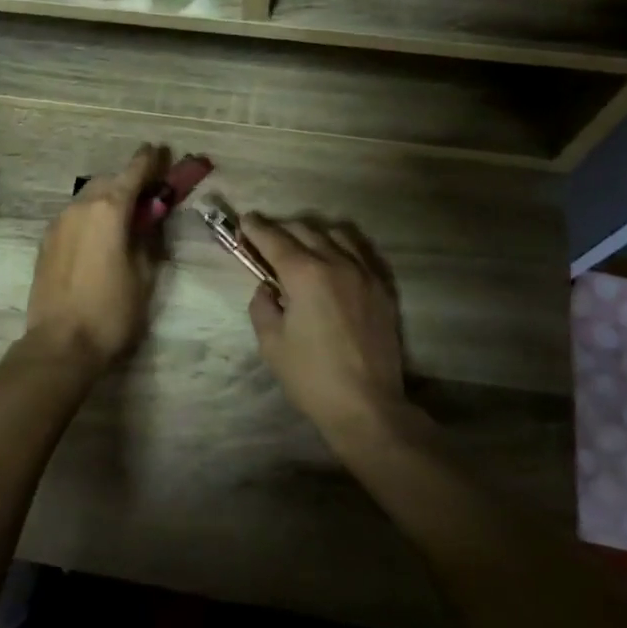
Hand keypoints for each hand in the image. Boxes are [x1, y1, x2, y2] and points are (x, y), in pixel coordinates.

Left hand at [25, 144, 170, 373]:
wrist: (60, 344)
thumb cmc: (112, 311)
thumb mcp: (144, 274)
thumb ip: (148, 237)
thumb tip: (150, 217)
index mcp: (108, 209)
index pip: (133, 172)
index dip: (149, 160)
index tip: (160, 150)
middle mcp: (80, 207)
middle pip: (108, 182)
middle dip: (128, 181)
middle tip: (148, 191)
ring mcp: (58, 224)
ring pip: (87, 199)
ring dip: (107, 200)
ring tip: (124, 217)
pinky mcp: (46, 243)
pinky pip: (73, 217)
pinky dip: (90, 216)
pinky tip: (99, 236)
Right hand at [241, 215, 406, 435]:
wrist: (366, 405)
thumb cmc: (311, 376)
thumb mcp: (271, 342)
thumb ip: (262, 305)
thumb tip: (268, 287)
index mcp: (305, 274)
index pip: (274, 239)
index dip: (255, 228)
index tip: (244, 222)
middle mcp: (336, 263)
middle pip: (304, 230)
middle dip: (281, 229)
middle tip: (265, 239)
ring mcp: (364, 273)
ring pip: (336, 234)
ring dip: (313, 234)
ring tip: (301, 246)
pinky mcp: (382, 288)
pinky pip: (360, 252)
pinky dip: (341, 247)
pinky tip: (334, 260)